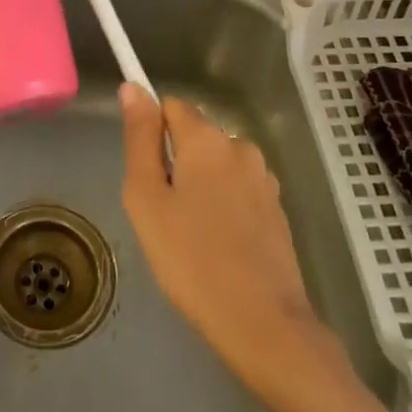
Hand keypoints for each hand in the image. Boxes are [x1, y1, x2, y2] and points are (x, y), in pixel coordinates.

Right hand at [119, 84, 332, 389]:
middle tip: (162, 214)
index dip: (151, 133)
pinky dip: (223, 206)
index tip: (144, 173)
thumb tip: (133, 88)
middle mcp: (241, 147)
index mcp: (207, 139)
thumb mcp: (147, 198)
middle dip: (174, 163)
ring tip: (189, 235)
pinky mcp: (277, 208)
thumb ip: (139, 138)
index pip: (170, 106)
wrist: (262, 323)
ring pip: (216, 166)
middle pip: (195, 137)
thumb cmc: (190, 259)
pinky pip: (237, 190)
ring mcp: (264, 179)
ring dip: (199, 186)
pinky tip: (218, 246)